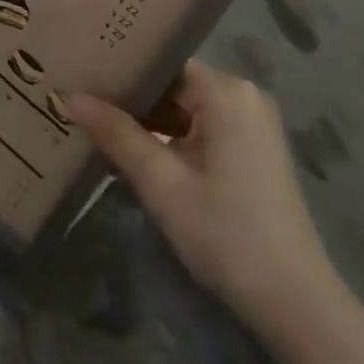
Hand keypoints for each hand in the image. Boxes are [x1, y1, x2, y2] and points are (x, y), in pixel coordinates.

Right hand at [65, 62, 337, 336]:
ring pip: (186, 110)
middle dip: (131, 100)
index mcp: (227, 93)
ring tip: (95, 125)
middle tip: (79, 103)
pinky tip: (134, 153)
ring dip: (148, 123)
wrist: (292, 298)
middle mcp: (244, 97)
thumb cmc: (224, 232)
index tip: (81, 77)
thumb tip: (71, 97)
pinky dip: (171, 140)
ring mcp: (251, 125)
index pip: (163, 64)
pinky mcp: (252, 152)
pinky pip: (202, 130)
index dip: (122, 72)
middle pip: (174, 86)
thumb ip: (116, 135)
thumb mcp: (161, 183)